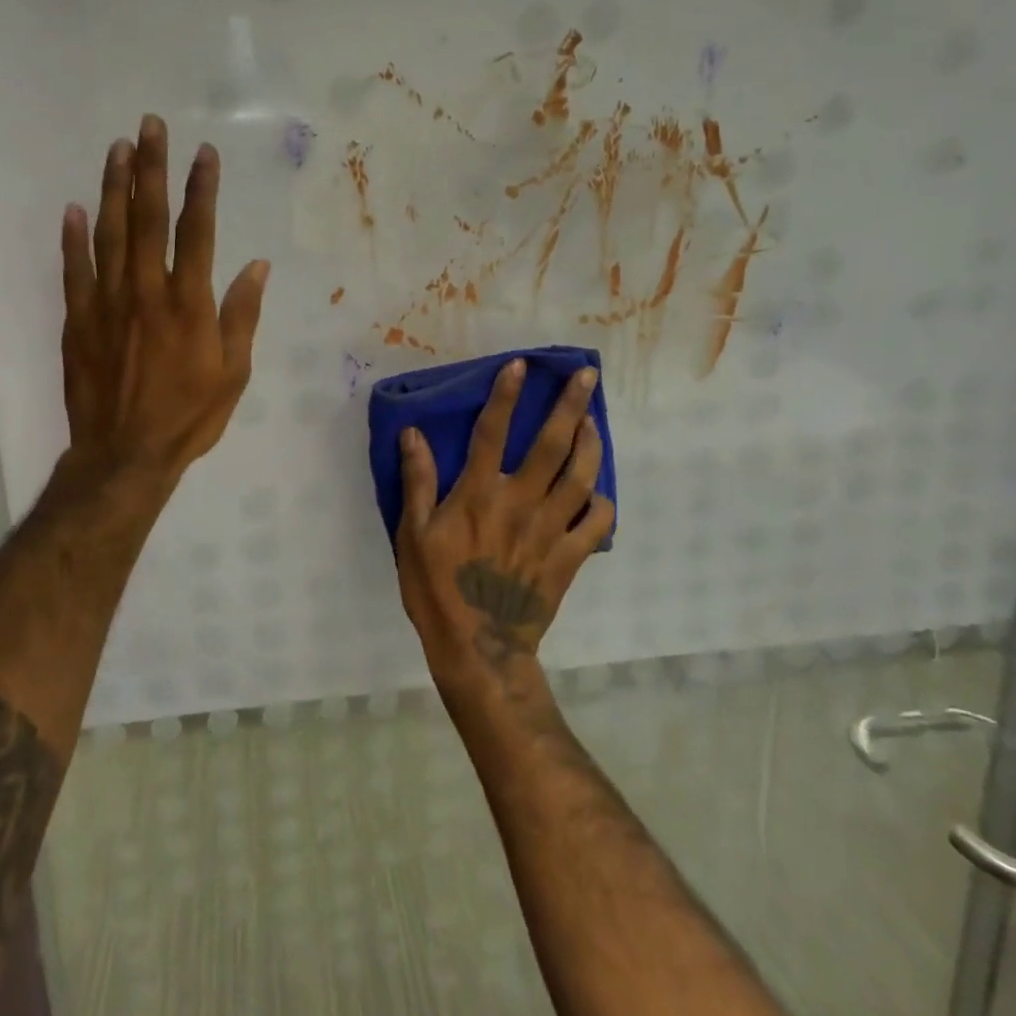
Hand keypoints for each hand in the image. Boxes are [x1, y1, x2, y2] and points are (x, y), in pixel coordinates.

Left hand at [59, 114, 268, 493]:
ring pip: (109, 233)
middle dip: (151, 168)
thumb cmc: (188, 416)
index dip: (201, 188)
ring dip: (113, 188)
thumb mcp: (233, 373)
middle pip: (148, 218)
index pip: (197, 231)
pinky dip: (73, 238)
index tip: (204, 153)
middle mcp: (146, 291)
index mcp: (189, 303)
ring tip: (117, 149)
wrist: (124, 455)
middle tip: (150, 125)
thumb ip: (242, 316)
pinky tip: (74, 208)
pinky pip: (74, 270)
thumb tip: (257, 266)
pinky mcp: (77, 320)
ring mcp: (106, 303)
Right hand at [395, 359, 614, 699]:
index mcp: (478, 494)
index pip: (492, 432)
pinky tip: (598, 492)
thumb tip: (412, 433)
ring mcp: (550, 530)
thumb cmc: (437, 589)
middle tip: (586, 377)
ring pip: (581, 477)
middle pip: (552, 446)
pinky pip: (596, 524)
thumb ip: (417, 482)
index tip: (520, 366)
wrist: (478, 649)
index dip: (505, 396)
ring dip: (590, 444)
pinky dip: (602, 504)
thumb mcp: (412, 535)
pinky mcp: (569, 558)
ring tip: (593, 421)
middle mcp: (519, 502)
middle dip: (570, 406)